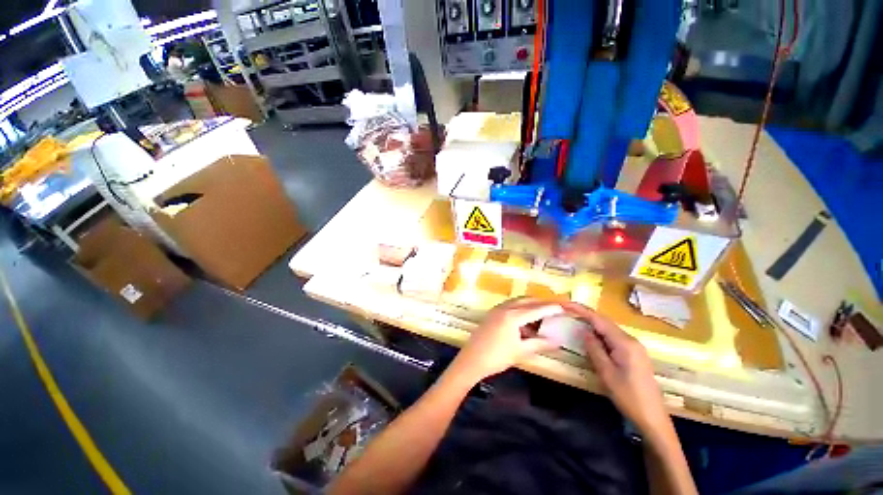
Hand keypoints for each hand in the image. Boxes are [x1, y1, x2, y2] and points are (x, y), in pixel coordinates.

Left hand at [448, 298, 562, 382]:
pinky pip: (509, 306)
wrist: (471, 360)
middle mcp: (505, 308)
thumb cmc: (497, 357)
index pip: (536, 309)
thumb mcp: (521, 351)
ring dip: (530, 304)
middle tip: (554, 307)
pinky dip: (520, 309)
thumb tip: (557, 341)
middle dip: (541, 302)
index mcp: (513, 316)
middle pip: (526, 300)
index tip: (563, 307)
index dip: (551, 308)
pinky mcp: (492, 314)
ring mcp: (496, 309)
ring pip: (517, 302)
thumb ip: (540, 344)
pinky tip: (524, 320)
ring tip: (541, 313)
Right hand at [562, 302, 669, 434]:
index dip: (581, 310)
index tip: (565, 304)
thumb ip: (594, 349)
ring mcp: (635, 347)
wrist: (653, 417)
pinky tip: (592, 337)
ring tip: (575, 321)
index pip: (599, 320)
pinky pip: (614, 338)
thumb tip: (584, 331)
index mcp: (625, 343)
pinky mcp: (635, 354)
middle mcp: (631, 340)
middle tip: (567, 311)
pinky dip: (600, 334)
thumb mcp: (606, 373)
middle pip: (605, 322)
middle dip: (586, 315)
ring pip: (609, 329)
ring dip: (592, 324)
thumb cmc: (628, 396)